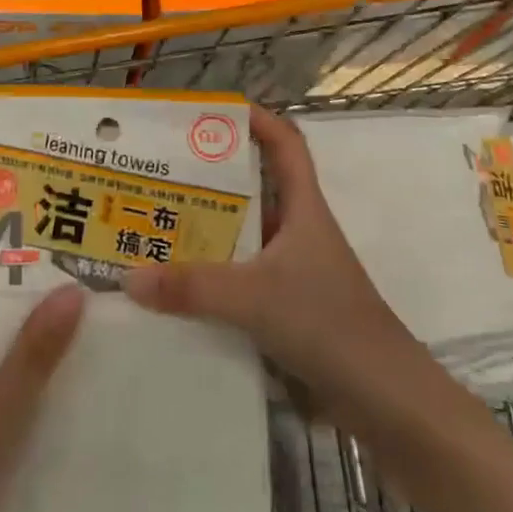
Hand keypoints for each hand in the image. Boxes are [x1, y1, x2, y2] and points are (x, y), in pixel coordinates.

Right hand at [122, 107, 404, 404]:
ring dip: (206, 230)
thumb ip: (192, 287)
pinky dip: (210, 277)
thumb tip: (128, 276)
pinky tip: (174, 286)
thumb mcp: (255, 297)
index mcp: (304, 209)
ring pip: (242, 236)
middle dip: (210, 177)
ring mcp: (292, 271)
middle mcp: (297, 232)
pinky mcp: (285, 308)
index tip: (211, 111)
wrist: (384, 400)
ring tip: (153, 223)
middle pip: (253, 188)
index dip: (256, 119)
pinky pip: (239, 279)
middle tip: (159, 171)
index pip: (286, 144)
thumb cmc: (329, 324)